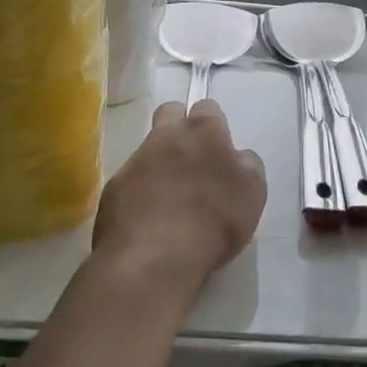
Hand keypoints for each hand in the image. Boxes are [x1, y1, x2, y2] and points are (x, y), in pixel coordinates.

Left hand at [92, 99, 266, 295]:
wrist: (152, 258)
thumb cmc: (213, 222)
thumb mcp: (252, 194)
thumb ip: (248, 166)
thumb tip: (238, 157)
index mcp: (204, 131)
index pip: (208, 108)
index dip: (214, 125)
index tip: (218, 149)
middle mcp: (167, 136)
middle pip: (170, 112)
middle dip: (179, 125)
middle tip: (191, 158)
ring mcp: (136, 160)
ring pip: (148, 146)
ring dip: (159, 161)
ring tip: (170, 194)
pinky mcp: (114, 187)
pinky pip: (129, 179)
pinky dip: (139, 191)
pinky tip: (148, 217)